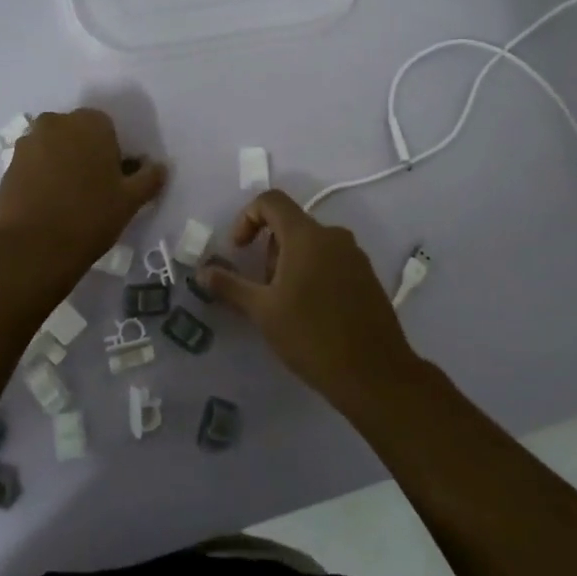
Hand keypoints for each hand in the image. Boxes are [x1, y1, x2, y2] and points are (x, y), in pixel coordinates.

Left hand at [0, 108, 165, 282]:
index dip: (112, 153)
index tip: (114, 180)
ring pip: (53, 148)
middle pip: (76, 134)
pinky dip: (41, 177)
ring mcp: (28, 143)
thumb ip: (149, 177)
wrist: (32, 248)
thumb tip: (160, 166)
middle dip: (84, 153)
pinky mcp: (8, 165)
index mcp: (89, 123)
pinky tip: (48, 205)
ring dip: (61, 164)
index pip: (107, 128)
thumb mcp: (131, 200)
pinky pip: (33, 165)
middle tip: (93, 189)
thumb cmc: (90, 216)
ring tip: (68, 199)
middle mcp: (56, 123)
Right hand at [201, 191, 419, 411]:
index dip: (247, 218)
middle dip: (268, 250)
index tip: (238, 251)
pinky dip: (312, 273)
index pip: (271, 201)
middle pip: (290, 224)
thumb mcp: (263, 311)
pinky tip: (311, 313)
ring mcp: (355, 255)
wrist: (375, 375)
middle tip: (263, 290)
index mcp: (307, 235)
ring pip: (311, 244)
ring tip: (285, 306)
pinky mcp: (367, 276)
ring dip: (289, 264)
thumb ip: (230, 285)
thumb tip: (202, 272)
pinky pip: (331, 260)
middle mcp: (333, 236)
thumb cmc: (312, 336)